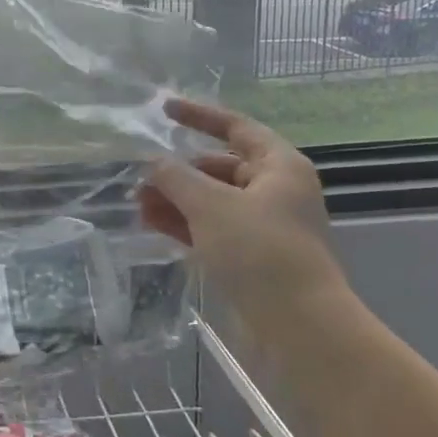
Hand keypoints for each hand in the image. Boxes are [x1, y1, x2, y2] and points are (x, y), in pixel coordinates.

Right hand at [138, 98, 347, 327]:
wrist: (300, 326)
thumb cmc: (259, 251)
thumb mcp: (210, 206)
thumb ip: (175, 177)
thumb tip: (153, 162)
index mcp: (278, 166)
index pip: (235, 127)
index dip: (199, 116)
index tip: (164, 109)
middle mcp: (274, 190)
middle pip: (218, 167)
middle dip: (177, 172)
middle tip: (139, 178)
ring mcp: (263, 225)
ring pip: (211, 200)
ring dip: (175, 200)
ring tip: (137, 205)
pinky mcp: (251, 256)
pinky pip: (212, 228)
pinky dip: (184, 224)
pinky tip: (152, 224)